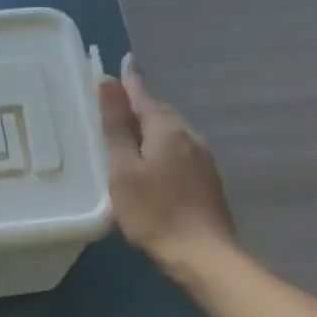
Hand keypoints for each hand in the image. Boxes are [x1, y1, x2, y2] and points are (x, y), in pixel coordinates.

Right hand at [99, 55, 236, 282]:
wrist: (202, 254)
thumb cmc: (154, 212)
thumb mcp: (124, 169)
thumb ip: (116, 127)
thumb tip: (110, 82)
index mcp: (167, 129)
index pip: (143, 94)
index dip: (129, 80)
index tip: (123, 61)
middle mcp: (189, 135)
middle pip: (159, 111)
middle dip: (138, 103)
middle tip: (115, 100)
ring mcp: (202, 157)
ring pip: (170, 132)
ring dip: (149, 127)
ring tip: (127, 131)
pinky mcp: (206, 179)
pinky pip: (178, 150)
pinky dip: (160, 147)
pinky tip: (150, 161)